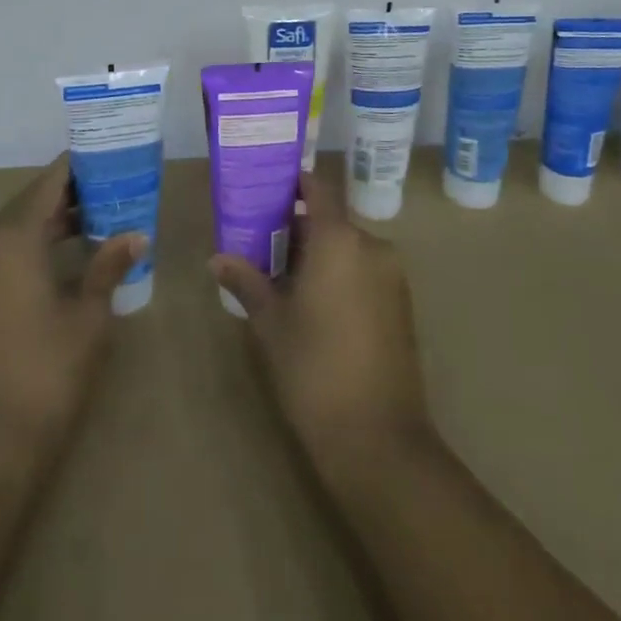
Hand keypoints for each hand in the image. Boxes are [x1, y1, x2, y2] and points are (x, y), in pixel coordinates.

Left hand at [0, 154, 144, 462]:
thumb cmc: (44, 372)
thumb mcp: (87, 316)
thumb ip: (109, 266)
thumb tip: (136, 235)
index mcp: (13, 237)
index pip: (50, 181)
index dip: (82, 165)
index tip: (114, 154)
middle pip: (33, 200)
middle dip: (75, 191)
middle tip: (119, 183)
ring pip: (21, 226)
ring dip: (58, 219)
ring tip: (106, 213)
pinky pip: (10, 251)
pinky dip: (41, 243)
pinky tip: (75, 252)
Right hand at [210, 172, 434, 485]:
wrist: (378, 438)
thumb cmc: (314, 368)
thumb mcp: (271, 322)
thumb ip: (247, 282)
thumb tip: (217, 259)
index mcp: (339, 240)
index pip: (318, 188)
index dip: (295, 183)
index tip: (267, 187)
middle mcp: (372, 246)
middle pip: (331, 221)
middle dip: (298, 228)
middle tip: (262, 246)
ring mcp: (392, 276)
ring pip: (348, 248)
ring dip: (319, 255)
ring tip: (283, 280)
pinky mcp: (402, 305)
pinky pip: (365, 272)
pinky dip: (341, 275)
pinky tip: (315, 305)